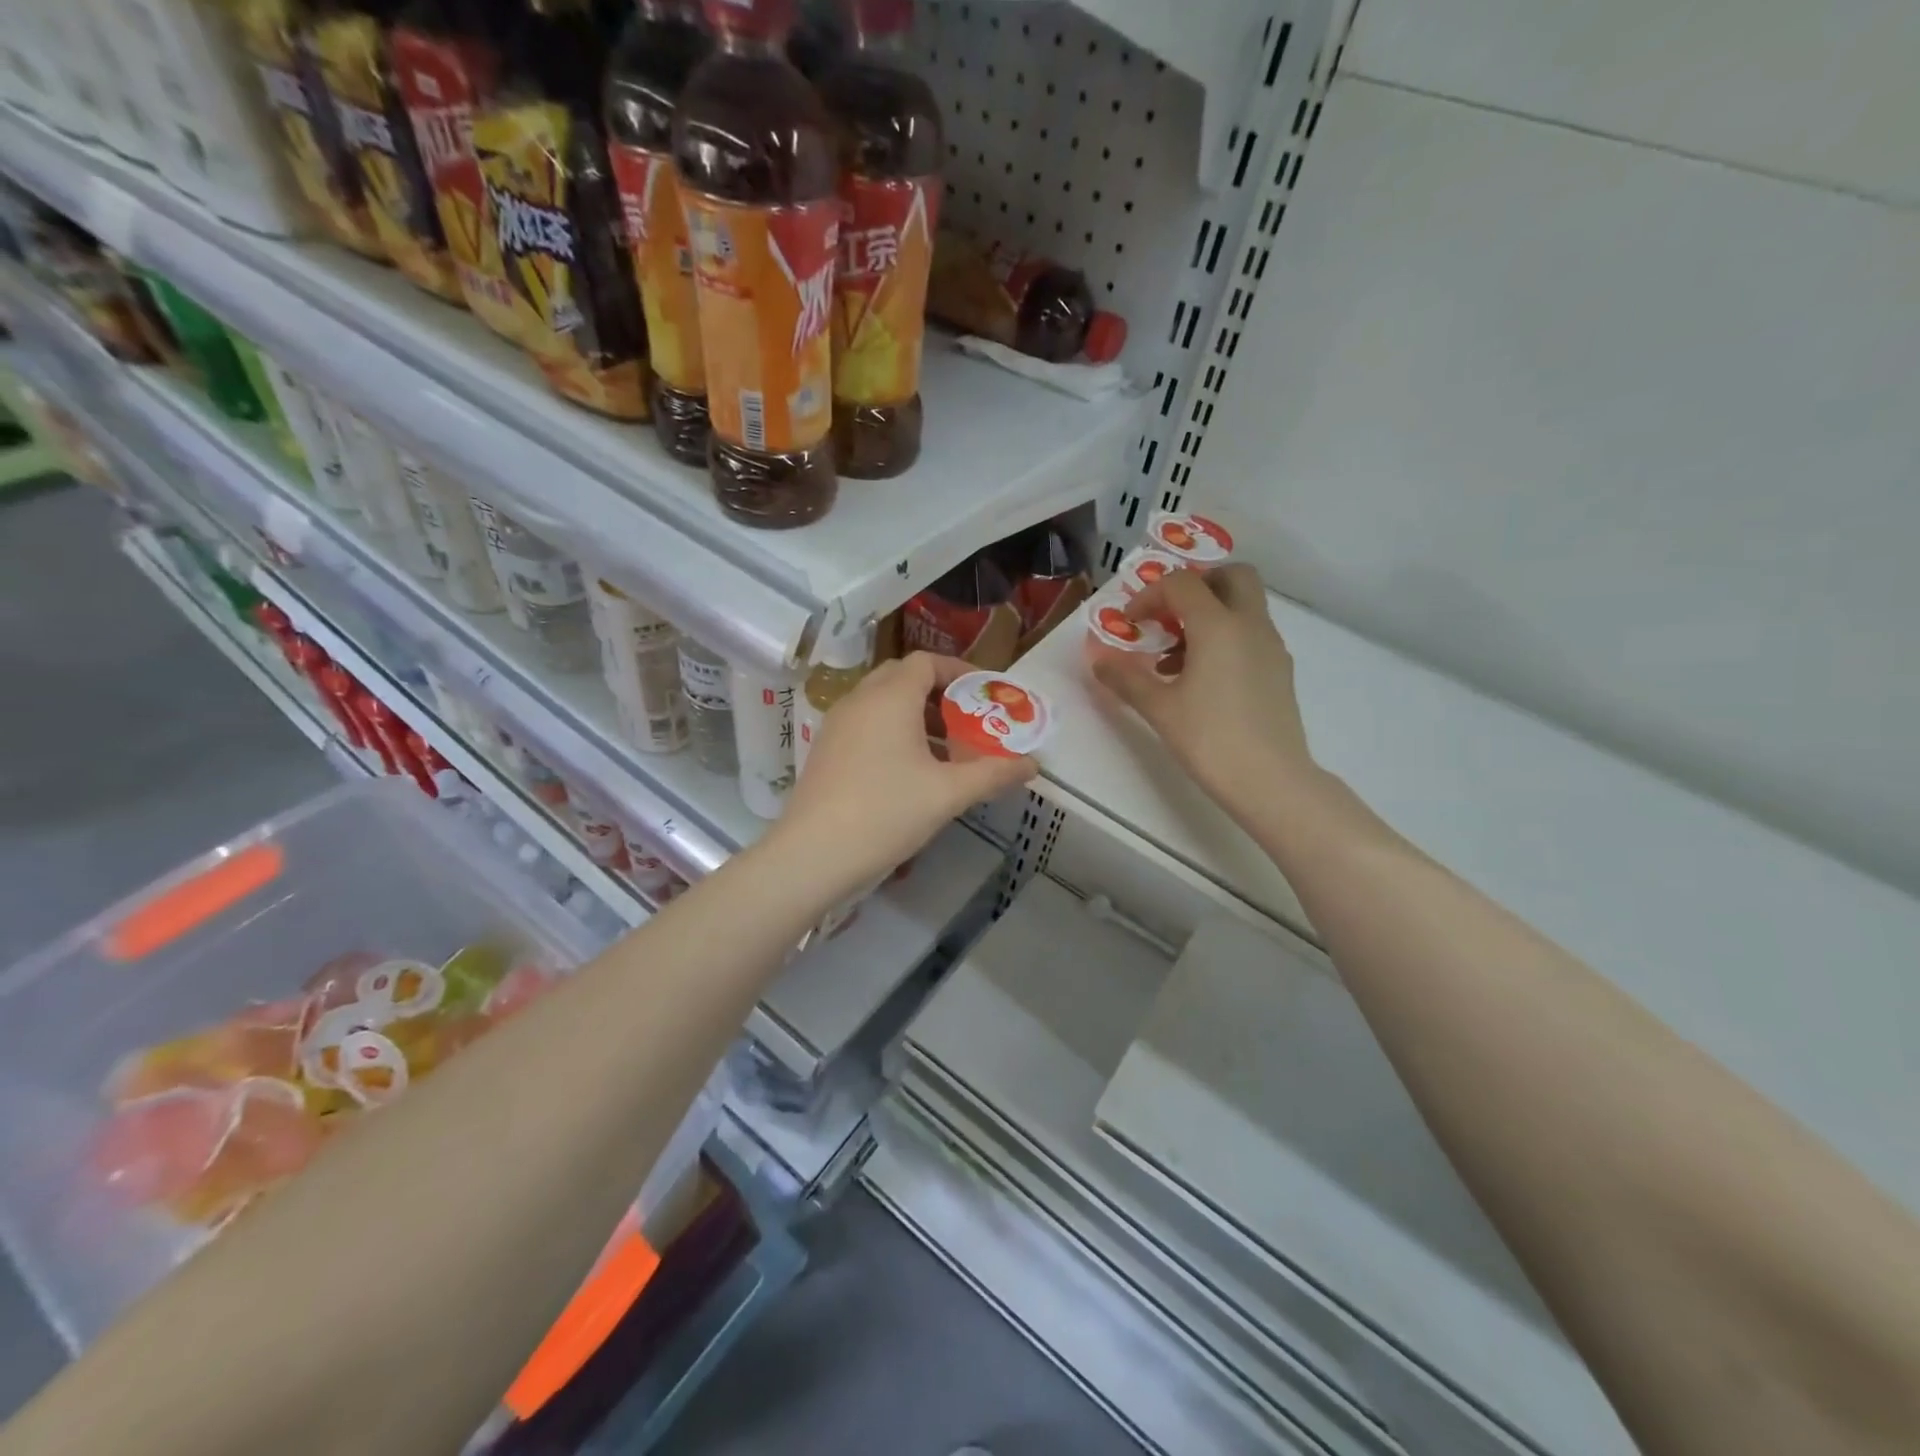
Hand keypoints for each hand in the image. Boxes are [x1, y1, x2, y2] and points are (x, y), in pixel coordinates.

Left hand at [770, 651, 1037, 895]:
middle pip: (903, 677)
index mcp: (890, 697)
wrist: (813, 854)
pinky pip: (866, 723)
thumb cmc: (886, 812)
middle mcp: (860, 699)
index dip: (959, 671)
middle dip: (939, 692)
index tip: (986, 694)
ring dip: (916, 714)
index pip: (926, 662)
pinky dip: (892, 731)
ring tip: (946, 749)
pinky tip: (910, 769)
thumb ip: (993, 774)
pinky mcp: (826, 749)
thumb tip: (1034, 765)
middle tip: (967, 720)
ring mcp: (837, 724)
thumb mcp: (948, 793)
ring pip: (882, 702)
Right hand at [1091, 564, 1317, 808]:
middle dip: (1196, 585)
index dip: (1149, 595)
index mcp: (1218, 626)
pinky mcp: (1279, 670)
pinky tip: (1201, 679)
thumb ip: (1126, 679)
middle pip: (1231, 576)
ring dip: (1210, 613)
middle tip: (1168, 615)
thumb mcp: (1159, 709)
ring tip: (1175, 657)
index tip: (1130, 623)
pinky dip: (1225, 637)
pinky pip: (1251, 633)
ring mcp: (1271, 646)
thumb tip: (1099, 661)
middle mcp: (1250, 625)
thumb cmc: (1210, 739)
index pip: (1182, 584)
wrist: (1271, 781)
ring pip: (1244, 605)